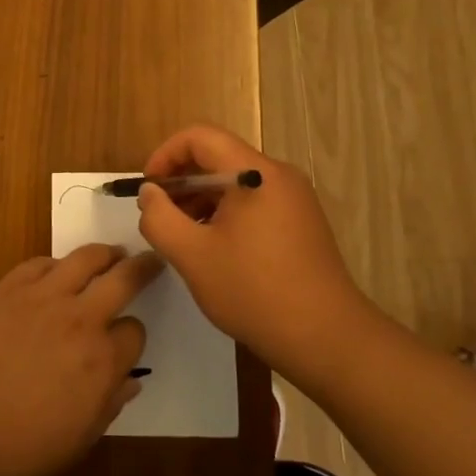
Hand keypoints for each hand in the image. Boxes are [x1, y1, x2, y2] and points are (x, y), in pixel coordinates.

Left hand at [0, 245, 155, 475]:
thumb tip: (131, 382)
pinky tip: (57, 270)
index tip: (125, 341)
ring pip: (85, 258)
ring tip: (111, 253)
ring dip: (104, 253)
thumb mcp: (79, 439)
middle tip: (150, 260)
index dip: (133, 336)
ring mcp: (43, 297)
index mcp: (103, 360)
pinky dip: (56, 264)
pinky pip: (41, 262)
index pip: (135, 331)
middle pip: (123, 279)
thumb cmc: (21, 444)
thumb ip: (110, 405)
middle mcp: (80, 318)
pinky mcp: (10, 287)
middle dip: (142, 268)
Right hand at [135, 124, 377, 378]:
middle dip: (181, 181)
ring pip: (235, 182)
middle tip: (160, 217)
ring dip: (201, 200)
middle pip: (218, 157)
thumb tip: (150, 192)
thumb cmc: (254, 292)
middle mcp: (278, 176)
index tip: (148, 189)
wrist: (327, 339)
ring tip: (182, 238)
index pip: (200, 137)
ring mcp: (294, 199)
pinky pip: (253, 202)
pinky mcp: (300, 222)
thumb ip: (160, 217)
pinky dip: (225, 214)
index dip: (165, 155)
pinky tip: (213, 250)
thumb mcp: (192, 256)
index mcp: (255, 173)